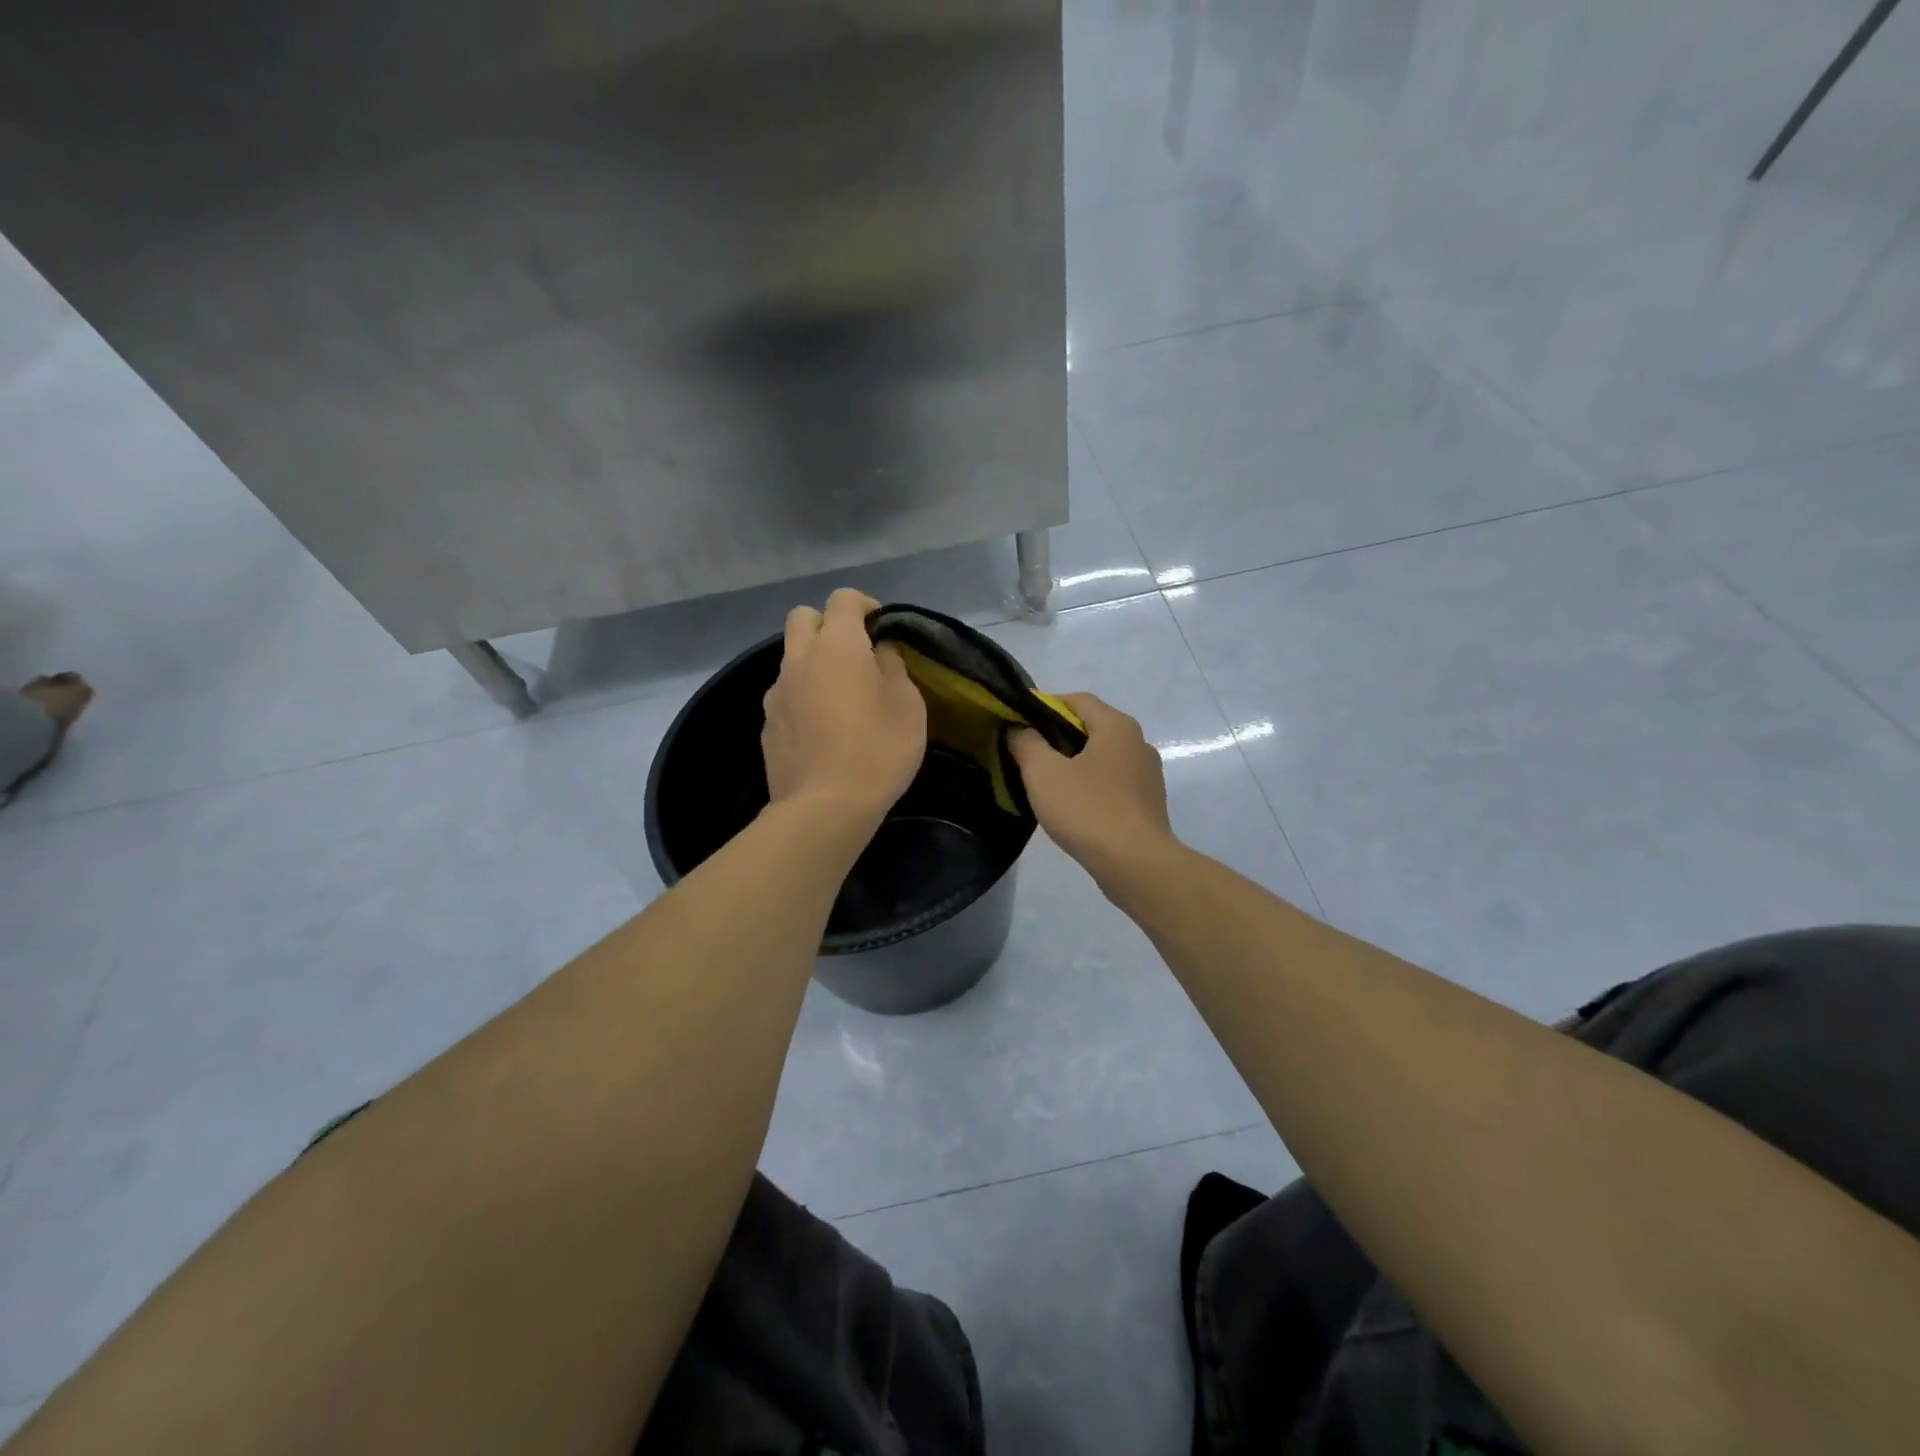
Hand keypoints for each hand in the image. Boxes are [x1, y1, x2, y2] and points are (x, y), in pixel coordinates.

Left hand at [762, 588, 927, 821]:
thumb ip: (893, 667)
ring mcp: (777, 692)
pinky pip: (785, 694)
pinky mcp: (767, 724)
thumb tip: (878, 652)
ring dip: (813, 662)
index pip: (843, 598)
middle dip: (828, 624)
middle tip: (855, 653)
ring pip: (791, 657)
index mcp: (837, 646)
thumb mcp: (908, 706)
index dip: (865, 605)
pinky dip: (802, 697)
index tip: (881, 627)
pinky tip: (821, 729)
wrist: (824, 808)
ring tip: (839, 696)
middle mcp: (799, 659)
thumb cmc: (877, 751)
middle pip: (803, 617)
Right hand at [1008, 693, 1175, 883]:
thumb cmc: (1088, 810)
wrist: (1136, 865)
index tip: (1019, 724)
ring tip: (1046, 783)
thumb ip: (1027, 743)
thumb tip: (1020, 729)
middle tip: (1028, 754)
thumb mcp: (1043, 773)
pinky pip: (1112, 783)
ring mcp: (1147, 775)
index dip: (1045, 706)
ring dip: (1075, 763)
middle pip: (1091, 727)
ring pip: (1102, 757)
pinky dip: (1091, 786)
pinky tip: (1073, 806)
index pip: (1077, 700)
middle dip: (1058, 736)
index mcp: (1117, 726)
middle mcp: (1138, 742)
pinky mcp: (1148, 803)